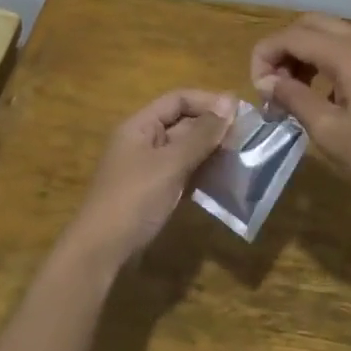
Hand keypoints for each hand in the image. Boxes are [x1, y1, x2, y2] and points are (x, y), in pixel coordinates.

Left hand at [64, 89, 236, 263]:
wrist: (102, 250)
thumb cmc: (135, 199)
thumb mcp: (170, 164)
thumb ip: (201, 134)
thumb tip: (230, 102)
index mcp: (140, 126)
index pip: (177, 100)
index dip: (208, 102)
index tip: (241, 113)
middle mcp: (143, 141)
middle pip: (182, 123)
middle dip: (213, 128)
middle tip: (248, 137)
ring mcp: (148, 168)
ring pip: (185, 150)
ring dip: (211, 151)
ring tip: (242, 157)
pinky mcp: (154, 192)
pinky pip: (182, 172)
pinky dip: (202, 172)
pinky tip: (224, 179)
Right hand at [251, 13, 350, 214]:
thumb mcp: (329, 132)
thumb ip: (294, 99)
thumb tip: (268, 82)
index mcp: (349, 53)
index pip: (292, 35)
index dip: (265, 56)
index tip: (258, 90)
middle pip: (311, 25)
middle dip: (284, 49)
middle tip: (273, 86)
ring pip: (330, 35)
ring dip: (304, 55)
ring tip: (292, 93)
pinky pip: (349, 50)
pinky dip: (326, 63)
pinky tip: (323, 97)